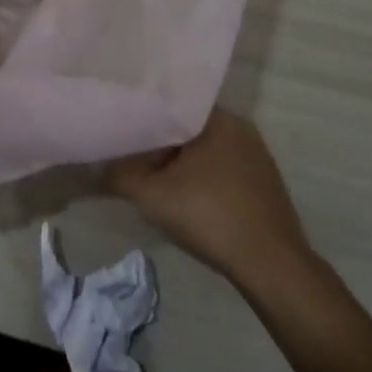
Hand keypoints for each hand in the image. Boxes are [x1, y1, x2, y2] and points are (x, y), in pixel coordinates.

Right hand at [107, 109, 312, 288]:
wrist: (273, 268)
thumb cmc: (212, 218)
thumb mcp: (153, 197)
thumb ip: (120, 176)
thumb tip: (98, 168)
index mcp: (217, 118)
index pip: (172, 103)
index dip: (146, 115)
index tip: (125, 126)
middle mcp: (240, 127)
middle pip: (188, 127)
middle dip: (162, 143)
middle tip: (134, 156)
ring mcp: (257, 155)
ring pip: (206, 149)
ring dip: (182, 163)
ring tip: (156, 177)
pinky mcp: (265, 183)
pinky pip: (224, 168)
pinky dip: (204, 178)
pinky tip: (190, 199)